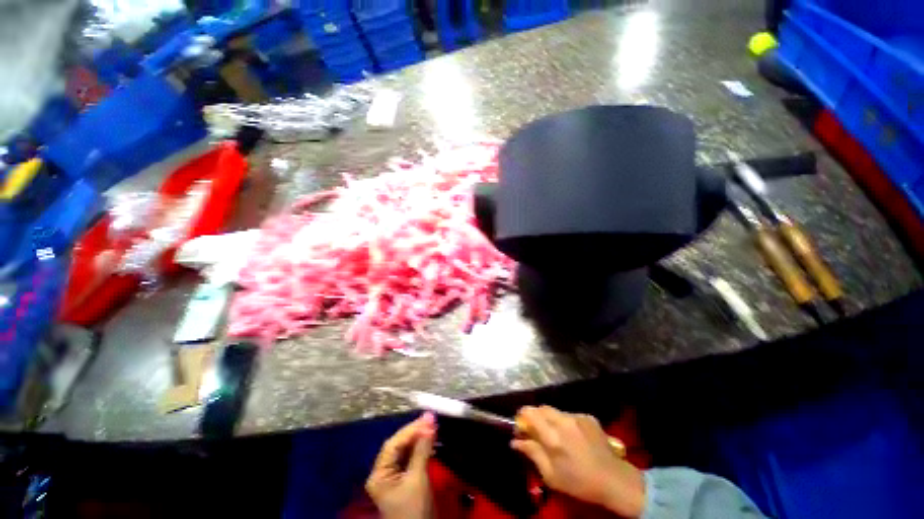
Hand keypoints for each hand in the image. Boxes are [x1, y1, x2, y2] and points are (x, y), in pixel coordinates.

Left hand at [366, 413, 435, 518]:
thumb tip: (430, 421)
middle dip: (414, 432)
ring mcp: (392, 476)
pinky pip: (410, 457)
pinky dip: (420, 448)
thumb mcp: (418, 479)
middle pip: (398, 445)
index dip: (410, 430)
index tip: (427, 418)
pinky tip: (429, 440)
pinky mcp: (403, 479)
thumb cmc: (414, 509)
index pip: (393, 444)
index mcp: (379, 474)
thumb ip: (422, 449)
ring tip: (432, 426)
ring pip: (404, 450)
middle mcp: (382, 472)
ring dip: (418, 438)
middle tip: (431, 419)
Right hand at [512, 406, 645, 517]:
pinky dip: (565, 422)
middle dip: (535, 416)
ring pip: (556, 411)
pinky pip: (570, 415)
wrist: (614, 480)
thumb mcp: (551, 475)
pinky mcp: (588, 417)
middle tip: (535, 431)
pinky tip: (572, 436)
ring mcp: (577, 417)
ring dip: (550, 419)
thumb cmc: (579, 482)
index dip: (522, 416)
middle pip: (541, 408)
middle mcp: (563, 420)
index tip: (520, 426)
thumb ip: (532, 453)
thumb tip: (515, 441)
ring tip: (556, 435)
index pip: (530, 412)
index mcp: (552, 436)